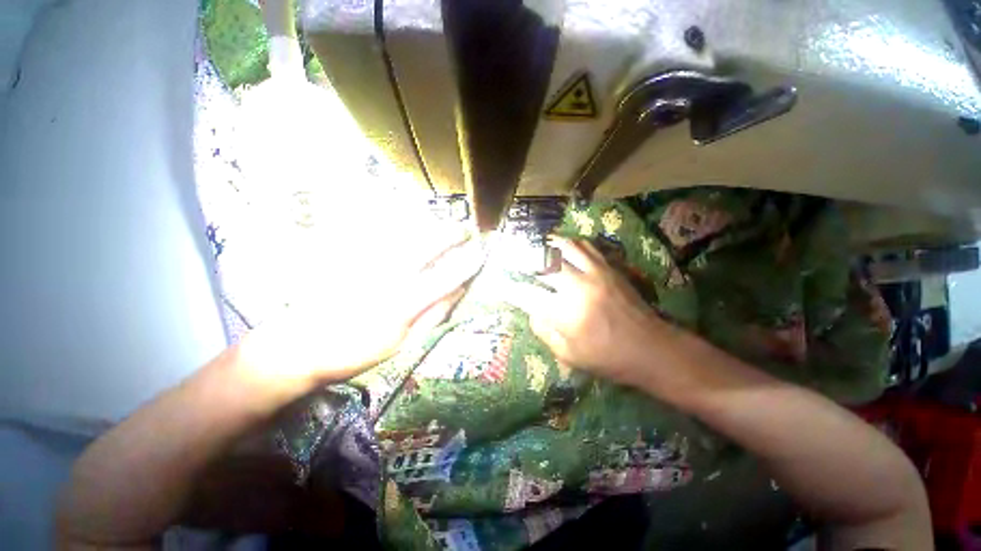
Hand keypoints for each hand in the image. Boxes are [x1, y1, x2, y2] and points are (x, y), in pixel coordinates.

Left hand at [238, 238, 485, 394]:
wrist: (299, 346)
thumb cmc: (356, 351)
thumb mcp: (402, 343)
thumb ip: (432, 316)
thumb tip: (457, 293)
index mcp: (404, 302)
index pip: (446, 277)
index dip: (467, 263)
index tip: (482, 253)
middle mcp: (389, 275)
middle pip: (427, 244)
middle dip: (452, 233)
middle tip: (465, 229)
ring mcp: (368, 261)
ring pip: (406, 232)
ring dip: (430, 224)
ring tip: (444, 224)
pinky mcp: (350, 255)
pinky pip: (380, 232)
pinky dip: (400, 223)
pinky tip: (410, 222)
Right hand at [508, 237, 666, 387]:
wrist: (651, 348)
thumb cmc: (607, 358)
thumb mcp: (568, 355)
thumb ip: (544, 331)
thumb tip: (531, 310)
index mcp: (563, 314)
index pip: (526, 294)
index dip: (508, 287)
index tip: (497, 282)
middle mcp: (575, 288)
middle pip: (541, 263)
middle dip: (521, 257)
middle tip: (510, 254)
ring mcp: (594, 274)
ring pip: (564, 247)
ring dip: (545, 243)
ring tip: (533, 242)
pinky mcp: (608, 269)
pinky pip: (586, 247)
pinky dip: (570, 243)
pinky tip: (562, 245)